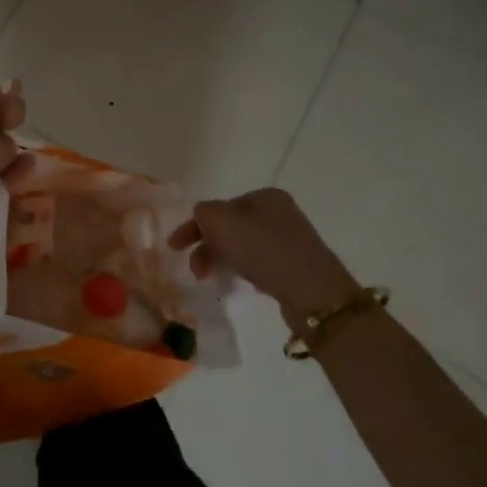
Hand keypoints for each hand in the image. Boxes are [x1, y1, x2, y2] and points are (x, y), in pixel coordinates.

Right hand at [169, 188, 358, 329]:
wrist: (312, 291)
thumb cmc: (263, 250)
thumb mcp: (221, 222)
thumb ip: (203, 213)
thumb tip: (202, 218)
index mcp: (264, 195)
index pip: (218, 206)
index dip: (193, 226)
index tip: (173, 248)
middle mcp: (279, 212)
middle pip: (229, 225)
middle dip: (206, 245)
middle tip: (194, 270)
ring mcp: (290, 239)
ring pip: (242, 244)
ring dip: (222, 258)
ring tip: (213, 278)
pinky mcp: (295, 265)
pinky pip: (258, 261)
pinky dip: (242, 268)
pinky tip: (241, 281)